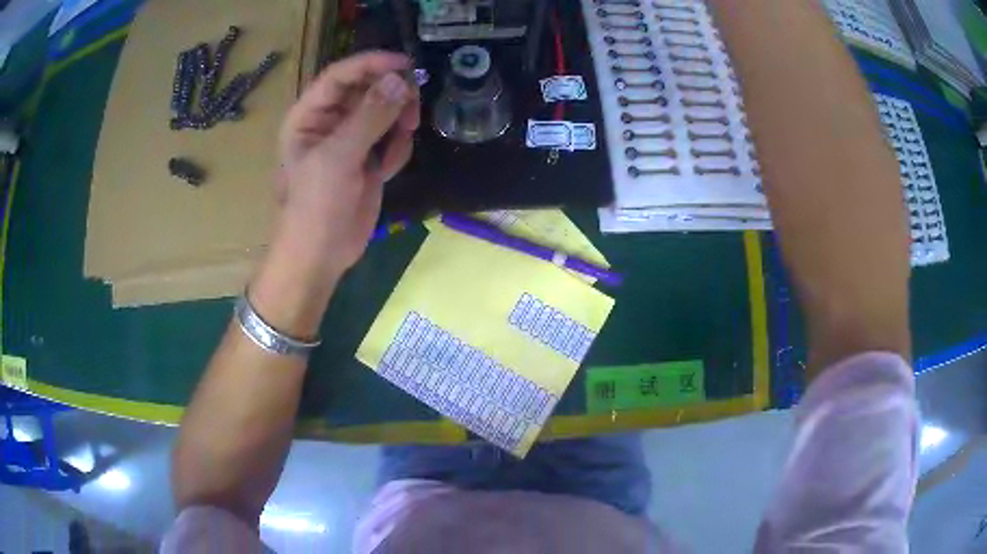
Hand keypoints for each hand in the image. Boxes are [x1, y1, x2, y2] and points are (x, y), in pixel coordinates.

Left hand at [275, 52, 419, 277]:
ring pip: (384, 112)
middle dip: (392, 94)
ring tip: (404, 136)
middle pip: (367, 89)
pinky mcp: (367, 160)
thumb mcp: (338, 158)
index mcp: (309, 116)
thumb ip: (369, 117)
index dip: (371, 64)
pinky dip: (397, 148)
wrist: (320, 256)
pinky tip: (387, 168)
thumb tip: (400, 81)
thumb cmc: (315, 206)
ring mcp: (350, 142)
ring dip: (399, 120)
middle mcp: (329, 123)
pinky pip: (390, 138)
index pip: (340, 76)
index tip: (406, 64)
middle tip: (414, 104)